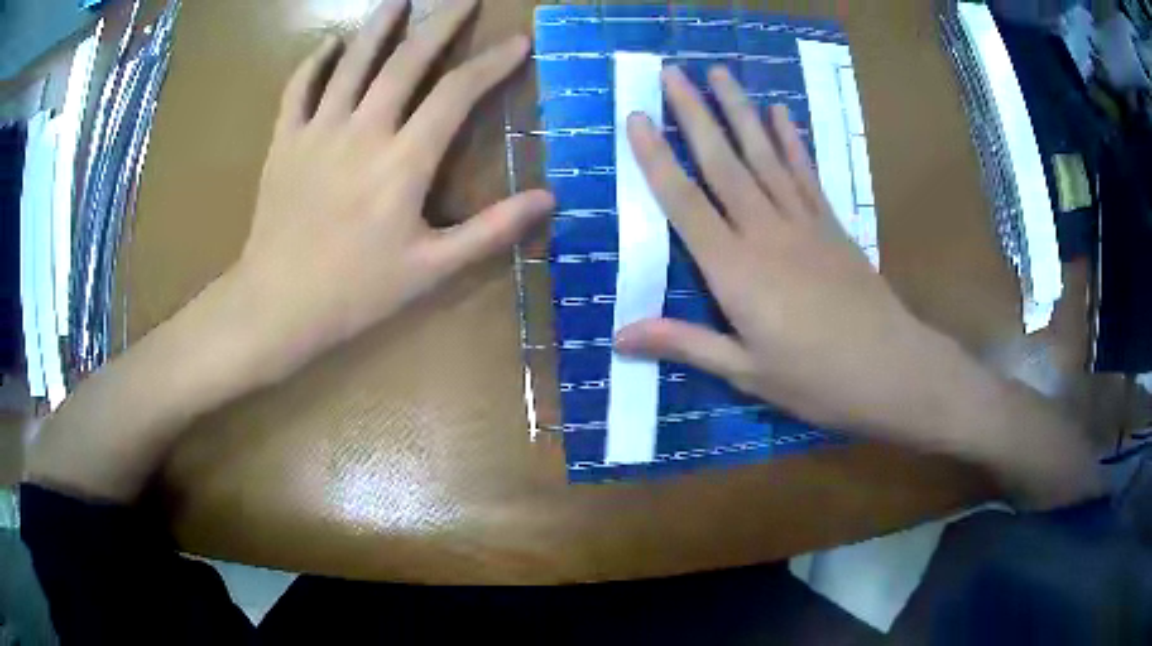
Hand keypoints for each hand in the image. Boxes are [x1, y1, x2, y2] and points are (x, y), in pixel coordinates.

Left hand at [231, 0, 552, 380]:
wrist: (277, 304)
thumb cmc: (355, 291)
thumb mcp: (432, 269)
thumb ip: (491, 230)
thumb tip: (549, 199)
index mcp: (403, 160)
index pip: (457, 93)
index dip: (492, 63)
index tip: (518, 40)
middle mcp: (363, 130)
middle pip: (407, 61)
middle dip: (440, 24)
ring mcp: (318, 130)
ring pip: (352, 62)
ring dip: (379, 24)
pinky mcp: (286, 141)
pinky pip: (299, 88)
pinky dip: (316, 61)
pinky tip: (331, 44)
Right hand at [617, 65, 936, 436]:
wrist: (890, 369)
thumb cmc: (815, 379)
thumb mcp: (746, 372)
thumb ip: (685, 343)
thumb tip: (619, 336)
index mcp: (735, 271)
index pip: (684, 202)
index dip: (656, 158)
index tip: (636, 117)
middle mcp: (764, 232)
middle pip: (722, 162)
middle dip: (693, 114)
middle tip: (672, 72)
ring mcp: (802, 222)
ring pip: (764, 155)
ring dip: (739, 111)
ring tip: (720, 73)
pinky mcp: (831, 224)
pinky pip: (805, 173)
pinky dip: (790, 140)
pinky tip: (779, 113)